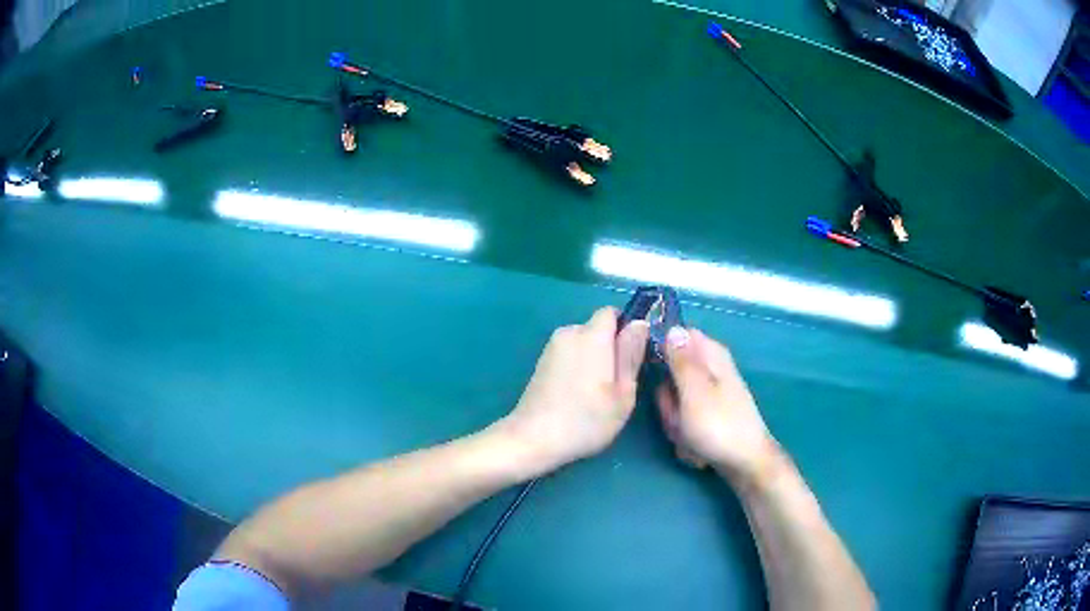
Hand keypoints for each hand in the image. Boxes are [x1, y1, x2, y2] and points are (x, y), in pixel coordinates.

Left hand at [497, 307, 649, 475]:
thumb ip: (631, 354)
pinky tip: (577, 395)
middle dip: (610, 347)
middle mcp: (569, 333)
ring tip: (596, 393)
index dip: (626, 329)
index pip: (612, 312)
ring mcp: (551, 348)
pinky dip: (577, 367)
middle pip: (597, 328)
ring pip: (583, 343)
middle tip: (617, 382)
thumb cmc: (586, 419)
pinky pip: (569, 354)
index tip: (632, 356)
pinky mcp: (541, 362)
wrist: (534, 438)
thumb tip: (640, 323)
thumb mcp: (623, 392)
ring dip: (593, 359)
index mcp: (592, 336)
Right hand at [656, 328, 780, 482]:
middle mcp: (711, 370)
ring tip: (689, 435)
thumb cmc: (719, 426)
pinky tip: (696, 448)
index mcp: (711, 355)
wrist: (745, 464)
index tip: (656, 373)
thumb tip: (672, 327)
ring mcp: (709, 396)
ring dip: (676, 423)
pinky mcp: (709, 417)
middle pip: (671, 375)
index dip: (660, 353)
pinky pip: (684, 421)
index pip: (676, 337)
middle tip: (679, 417)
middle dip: (669, 402)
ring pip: (675, 402)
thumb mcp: (693, 392)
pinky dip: (686, 437)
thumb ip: (680, 360)